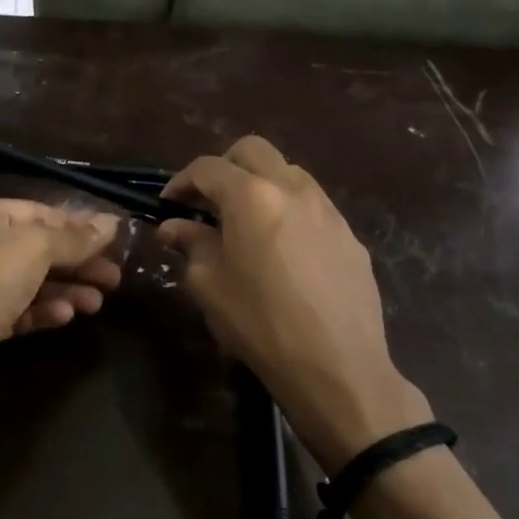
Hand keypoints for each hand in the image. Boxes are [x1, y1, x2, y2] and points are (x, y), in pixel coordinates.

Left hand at [0, 197, 122, 414]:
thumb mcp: (37, 248)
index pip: (38, 212)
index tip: (115, 240)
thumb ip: (76, 237)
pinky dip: (45, 310)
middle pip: (37, 248)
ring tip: (97, 303)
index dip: (77, 224)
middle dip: (77, 262)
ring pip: (32, 281)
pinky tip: (66, 317)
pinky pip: (20, 310)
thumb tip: (112, 222)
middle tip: (115, 277)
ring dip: (67, 289)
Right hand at [159, 136, 431, 470]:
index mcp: (251, 196)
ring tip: (245, 222)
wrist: (337, 368)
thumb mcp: (209, 284)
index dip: (181, 181)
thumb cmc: (260, 323)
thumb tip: (174, 227)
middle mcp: (292, 188)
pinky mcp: (350, 236)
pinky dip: (289, 210)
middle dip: (224, 167)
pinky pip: (313, 205)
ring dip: (260, 184)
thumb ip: (190, 244)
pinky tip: (282, 249)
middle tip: (207, 201)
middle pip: (253, 151)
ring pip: (288, 172)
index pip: (208, 167)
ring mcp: (327, 210)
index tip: (168, 204)